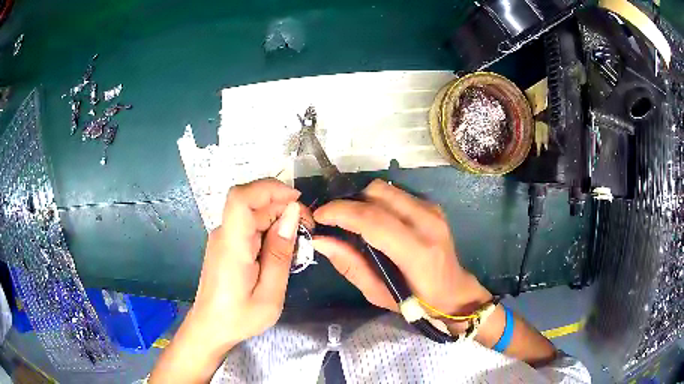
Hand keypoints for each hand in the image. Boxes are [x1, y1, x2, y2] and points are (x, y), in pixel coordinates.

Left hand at [191, 178, 309, 348]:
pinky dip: (270, 229)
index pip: (241, 198)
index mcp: (232, 246)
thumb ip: (280, 253)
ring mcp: (223, 237)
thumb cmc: (239, 317)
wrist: (210, 327)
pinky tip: (282, 248)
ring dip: (279, 217)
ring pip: (253, 213)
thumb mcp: (269, 294)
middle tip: (308, 228)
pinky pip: (250, 226)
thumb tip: (293, 214)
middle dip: (283, 205)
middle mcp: (224, 234)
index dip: (269, 189)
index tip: (297, 201)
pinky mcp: (226, 244)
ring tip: (300, 241)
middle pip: (252, 202)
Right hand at [312, 179, 491, 316]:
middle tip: (335, 222)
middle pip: (377, 193)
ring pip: (386, 189)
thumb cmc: (417, 302)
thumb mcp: (378, 294)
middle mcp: (427, 222)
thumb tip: (320, 240)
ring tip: (354, 222)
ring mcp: (433, 210)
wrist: (454, 292)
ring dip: (363, 201)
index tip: (318, 217)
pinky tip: (375, 221)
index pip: (373, 220)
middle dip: (349, 203)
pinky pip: (396, 194)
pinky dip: (378, 202)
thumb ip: (350, 265)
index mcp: (417, 252)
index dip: (340, 213)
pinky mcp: (433, 206)